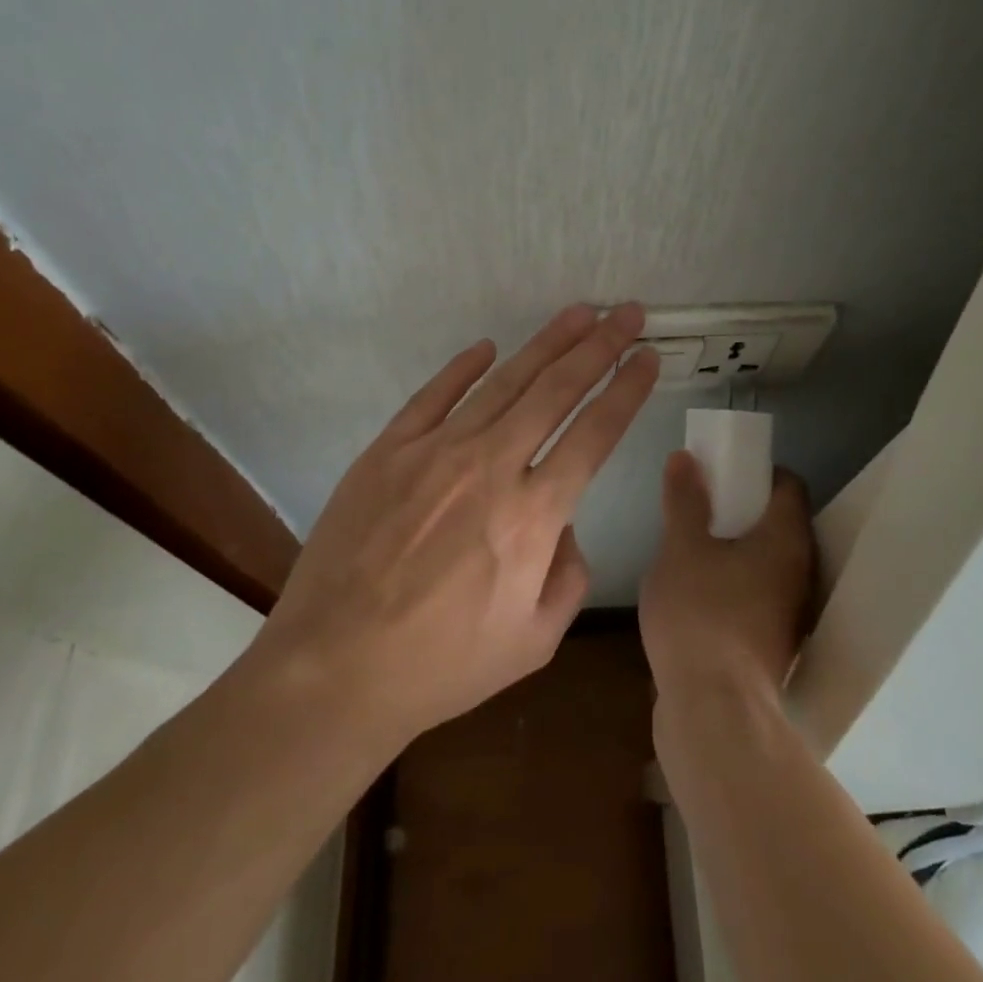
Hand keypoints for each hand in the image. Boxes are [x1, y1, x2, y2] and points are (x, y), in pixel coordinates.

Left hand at [246, 304, 659, 754]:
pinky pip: (434, 395)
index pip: (595, 433)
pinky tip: (488, 348)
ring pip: (503, 382)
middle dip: (599, 346)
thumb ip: (569, 575)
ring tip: (579, 314)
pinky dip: (463, 367)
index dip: (627, 389)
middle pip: (556, 390)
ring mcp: (435, 452)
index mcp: (534, 516)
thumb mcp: (534, 641)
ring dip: (546, 343)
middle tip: (626, 313)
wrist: (334, 668)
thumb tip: (563, 526)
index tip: (648, 358)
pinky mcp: (388, 450)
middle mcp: (491, 467)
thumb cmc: (441, 665)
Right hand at [640, 453, 814, 703]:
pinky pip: (759, 593)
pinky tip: (698, 591)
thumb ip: (684, 501)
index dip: (758, 471)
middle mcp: (800, 572)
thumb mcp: (681, 548)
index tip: (723, 471)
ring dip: (738, 548)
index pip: (789, 485)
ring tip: (694, 546)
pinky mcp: (773, 642)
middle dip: (743, 509)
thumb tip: (686, 456)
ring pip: (769, 562)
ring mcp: (789, 612)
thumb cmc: (699, 615)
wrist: (713, 710)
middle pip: (779, 523)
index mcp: (786, 540)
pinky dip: (736, 581)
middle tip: (702, 505)